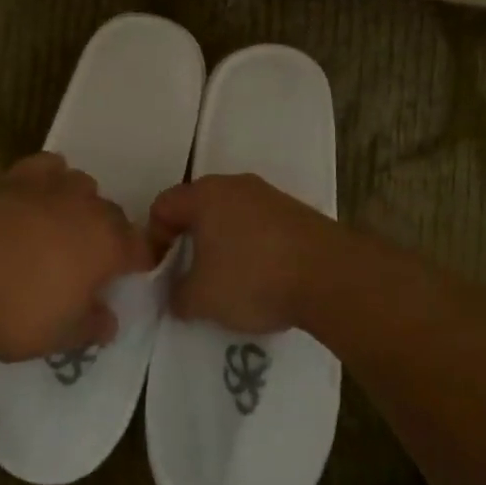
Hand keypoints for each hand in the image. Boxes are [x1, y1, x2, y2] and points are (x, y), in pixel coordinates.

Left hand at [0, 153, 152, 361]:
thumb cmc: (15, 311)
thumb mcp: (61, 336)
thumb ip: (92, 326)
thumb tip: (109, 321)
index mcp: (108, 244)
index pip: (140, 248)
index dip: (138, 262)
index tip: (128, 276)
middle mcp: (86, 206)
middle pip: (112, 214)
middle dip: (108, 235)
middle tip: (88, 263)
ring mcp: (49, 186)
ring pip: (81, 184)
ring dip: (78, 204)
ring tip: (60, 228)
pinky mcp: (13, 176)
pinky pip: (44, 167)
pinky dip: (47, 178)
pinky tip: (34, 198)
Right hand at [148, 174, 344, 334]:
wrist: (332, 277)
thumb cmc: (253, 279)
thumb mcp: (200, 299)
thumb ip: (176, 295)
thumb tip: (177, 295)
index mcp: (204, 194)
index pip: (162, 206)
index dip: (153, 240)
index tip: (161, 273)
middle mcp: (235, 185)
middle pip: (198, 208)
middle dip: (189, 242)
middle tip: (190, 276)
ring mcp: (270, 196)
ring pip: (231, 217)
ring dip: (223, 245)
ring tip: (228, 282)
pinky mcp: (298, 213)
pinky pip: (260, 227)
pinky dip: (253, 248)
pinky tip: (262, 278)